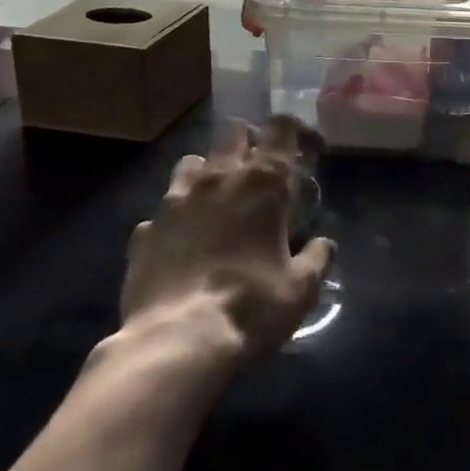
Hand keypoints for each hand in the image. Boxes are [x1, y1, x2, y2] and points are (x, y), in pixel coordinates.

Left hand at [119, 117, 333, 362]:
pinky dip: (178, 217)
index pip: (281, 128)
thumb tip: (323, 245)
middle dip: (251, 143)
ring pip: (192, 162)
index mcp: (262, 183)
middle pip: (234, 133)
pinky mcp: (145, 231)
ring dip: (210, 172)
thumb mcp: (301, 288)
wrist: (177, 342)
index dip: (297, 131)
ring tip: (220, 200)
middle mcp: (217, 179)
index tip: (309, 150)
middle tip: (264, 173)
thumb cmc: (251, 307)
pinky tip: (185, 243)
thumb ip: (317, 258)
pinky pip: (163, 209)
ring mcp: (175, 202)